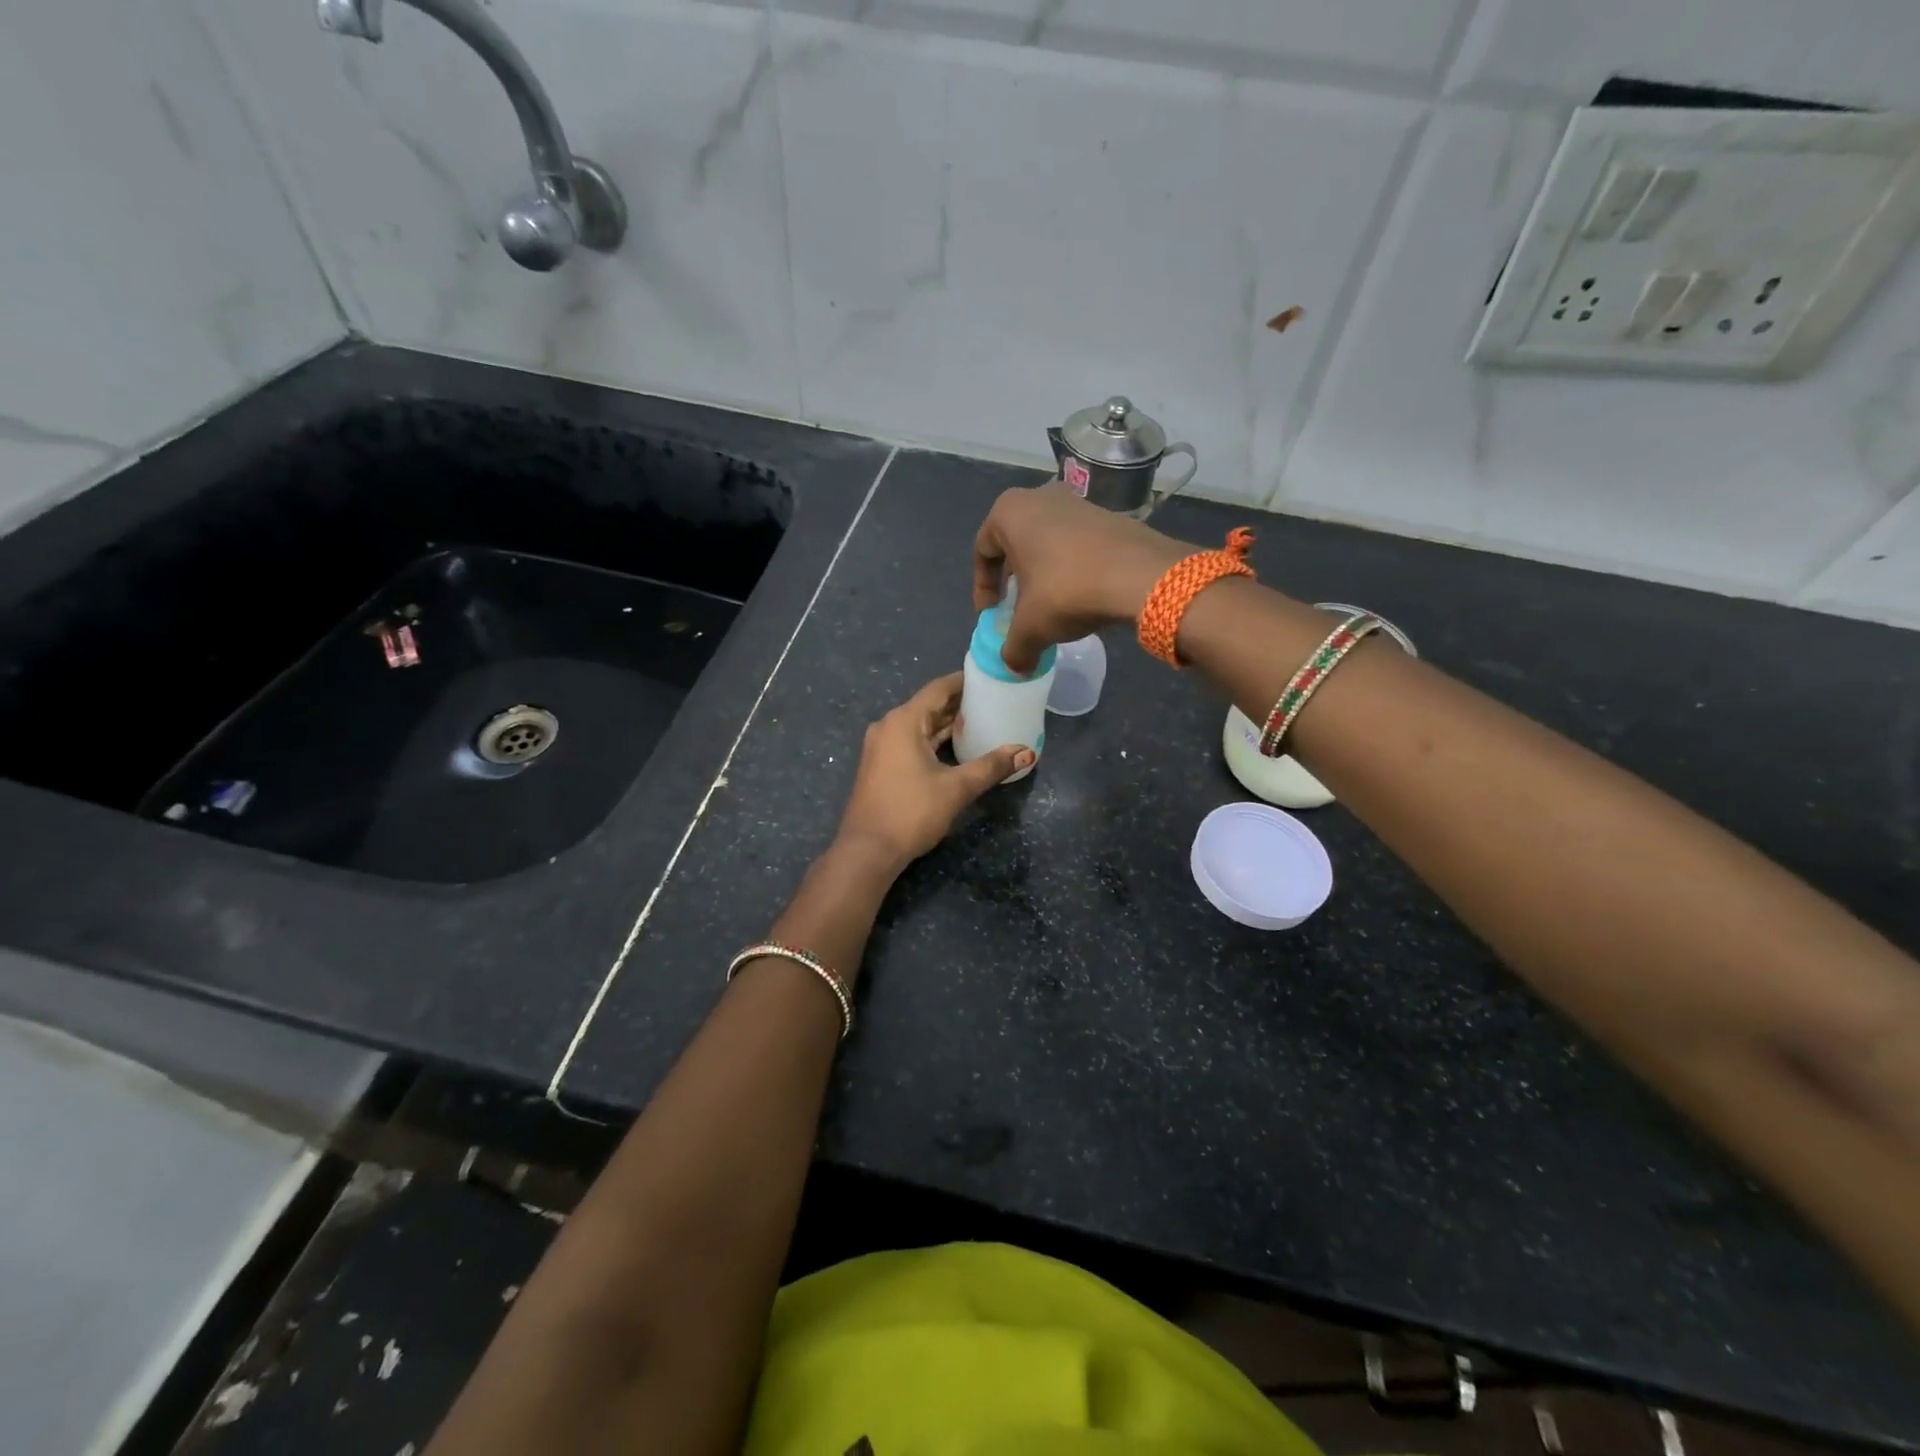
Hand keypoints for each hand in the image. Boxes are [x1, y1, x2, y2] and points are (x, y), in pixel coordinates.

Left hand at [836, 673, 1033, 866]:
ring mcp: (881, 747)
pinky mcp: (881, 765)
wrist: (868, 850)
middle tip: (994, 701)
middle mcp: (888, 726)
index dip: (964, 681)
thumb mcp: (956, 788)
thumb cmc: (911, 812)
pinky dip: (934, 740)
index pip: (938, 689)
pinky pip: (911, 741)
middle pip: (929, 706)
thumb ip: (991, 767)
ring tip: (982, 721)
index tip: (991, 678)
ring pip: (920, 725)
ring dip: (948, 723)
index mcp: (903, 721)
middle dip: (960, 703)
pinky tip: (957, 747)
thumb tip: (1027, 753)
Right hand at [972, 482, 1186, 673]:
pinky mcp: (1108, 515)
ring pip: (1047, 542)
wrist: (1140, 575)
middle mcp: (1040, 496)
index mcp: (1009, 512)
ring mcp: (1077, 502)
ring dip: (1043, 574)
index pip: (982, 551)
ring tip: (1051, 605)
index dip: (983, 588)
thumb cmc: (1067, 591)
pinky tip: (1081, 595)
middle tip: (1018, 609)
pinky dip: (1071, 568)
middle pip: (1015, 543)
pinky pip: (1076, 544)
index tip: (992, 615)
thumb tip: (1015, 667)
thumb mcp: (1030, 629)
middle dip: (1014, 579)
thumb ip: (1013, 648)